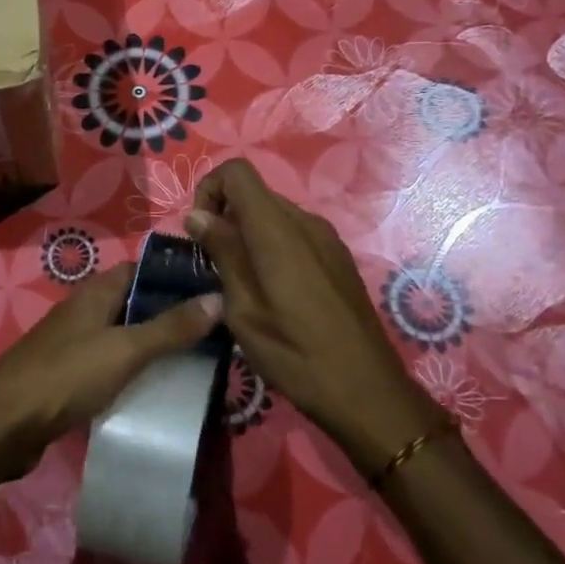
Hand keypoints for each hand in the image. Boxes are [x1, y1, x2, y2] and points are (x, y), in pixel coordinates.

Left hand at [0, 263, 219, 483]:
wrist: (3, 425)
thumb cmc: (66, 376)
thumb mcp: (125, 350)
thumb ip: (170, 328)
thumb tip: (217, 297)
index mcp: (95, 293)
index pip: (141, 269)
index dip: (174, 276)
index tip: (213, 289)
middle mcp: (84, 311)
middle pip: (134, 303)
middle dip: (170, 314)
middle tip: (214, 331)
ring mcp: (74, 344)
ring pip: (122, 336)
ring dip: (153, 345)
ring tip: (196, 360)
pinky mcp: (68, 376)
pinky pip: (109, 364)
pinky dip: (133, 371)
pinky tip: (155, 389)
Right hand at [186, 159, 447, 475]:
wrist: (367, 391)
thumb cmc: (294, 353)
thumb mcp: (244, 308)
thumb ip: (222, 253)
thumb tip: (197, 214)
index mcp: (277, 229)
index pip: (236, 172)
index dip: (209, 190)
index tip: (200, 233)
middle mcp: (305, 221)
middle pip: (255, 192)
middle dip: (225, 216)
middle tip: (214, 266)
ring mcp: (327, 238)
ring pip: (274, 214)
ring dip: (248, 234)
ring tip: (241, 283)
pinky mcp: (338, 258)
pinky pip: (295, 234)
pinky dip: (272, 246)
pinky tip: (274, 292)